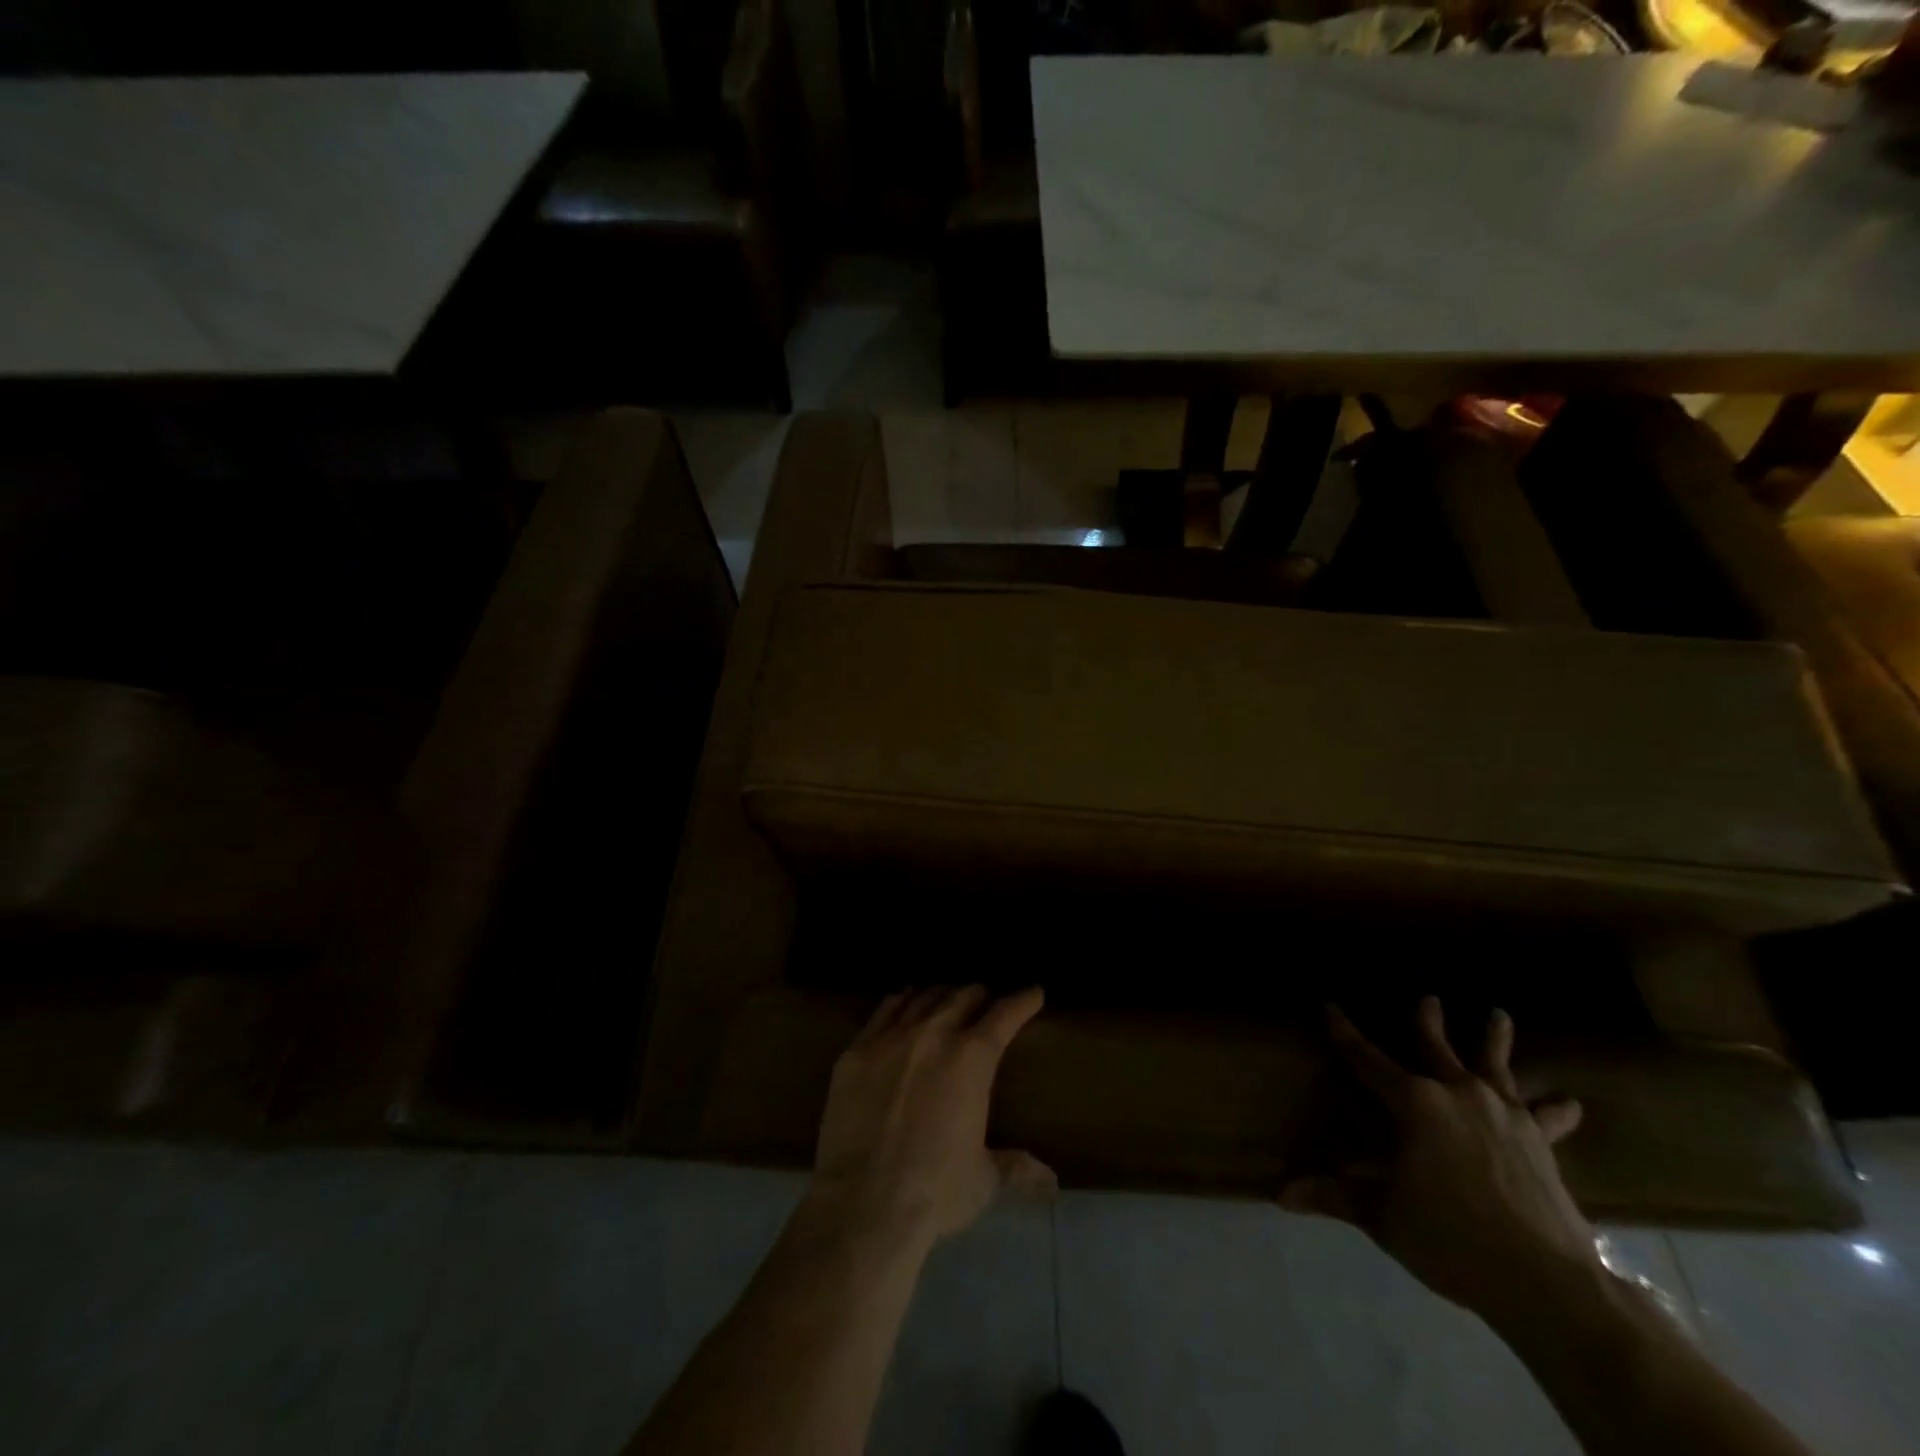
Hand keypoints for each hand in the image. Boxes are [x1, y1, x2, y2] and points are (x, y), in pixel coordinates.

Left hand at [806, 986, 1054, 1252]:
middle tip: (986, 1000)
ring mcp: (891, 1038)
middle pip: (962, 997)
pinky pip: (884, 1011)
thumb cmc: (935, 1191)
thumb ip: (1016, 1168)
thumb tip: (1050, 1181)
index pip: (1005, 1015)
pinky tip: (904, 1003)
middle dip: (979, 995)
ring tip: (947, 997)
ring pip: (923, 998)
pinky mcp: (856, 1050)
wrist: (864, 1204)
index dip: (1023, 1000)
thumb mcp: (984, 1180)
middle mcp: (933, 1034)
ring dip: (941, 995)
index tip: (1034, 992)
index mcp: (972, 1058)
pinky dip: (901, 1002)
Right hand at [1281, 996, 1601, 1323]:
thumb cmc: (1451, 1239)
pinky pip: (1546, 1118)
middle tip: (1429, 997)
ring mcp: (1504, 1114)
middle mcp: (1457, 1094)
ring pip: (1495, 1066)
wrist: (1545, 1281)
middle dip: (1427, 1021)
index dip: (1344, 1033)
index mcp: (1414, 1103)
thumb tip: (1280, 1195)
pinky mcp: (1540, 1142)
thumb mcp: (1384, 1218)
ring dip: (1495, 1040)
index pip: (1366, 1059)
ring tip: (1498, 1014)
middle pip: (1436, 1048)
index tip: (1330, 1006)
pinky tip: (1569, 1102)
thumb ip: (1335, 1197)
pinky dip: (1555, 1109)